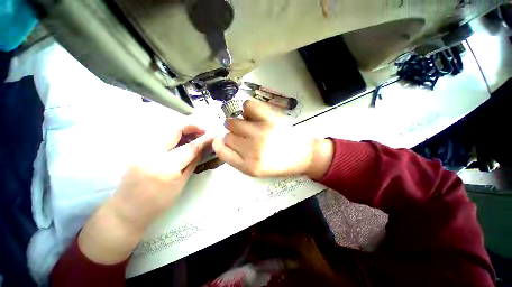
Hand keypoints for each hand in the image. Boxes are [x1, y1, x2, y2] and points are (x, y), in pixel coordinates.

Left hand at [78, 125, 213, 263]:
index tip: (213, 135)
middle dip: (191, 126)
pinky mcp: (138, 150)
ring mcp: (142, 149)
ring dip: (183, 130)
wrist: (126, 211)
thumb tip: (203, 149)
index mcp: (165, 167)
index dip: (204, 139)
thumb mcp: (181, 184)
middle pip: (174, 129)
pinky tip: (181, 142)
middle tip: (203, 130)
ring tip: (194, 136)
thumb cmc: (158, 203)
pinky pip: (160, 137)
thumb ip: (192, 163)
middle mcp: (151, 153)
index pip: (190, 147)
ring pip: (166, 130)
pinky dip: (174, 136)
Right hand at [212, 100, 333, 178]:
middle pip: (227, 135)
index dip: (219, 144)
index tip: (222, 140)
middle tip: (243, 135)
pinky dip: (247, 109)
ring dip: (238, 123)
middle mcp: (252, 150)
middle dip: (232, 135)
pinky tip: (254, 116)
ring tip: (248, 125)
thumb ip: (238, 159)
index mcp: (248, 166)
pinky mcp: (270, 119)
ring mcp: (261, 133)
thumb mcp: (256, 171)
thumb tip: (223, 141)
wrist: (304, 156)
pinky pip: (247, 106)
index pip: (221, 151)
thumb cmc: (280, 164)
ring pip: (233, 121)